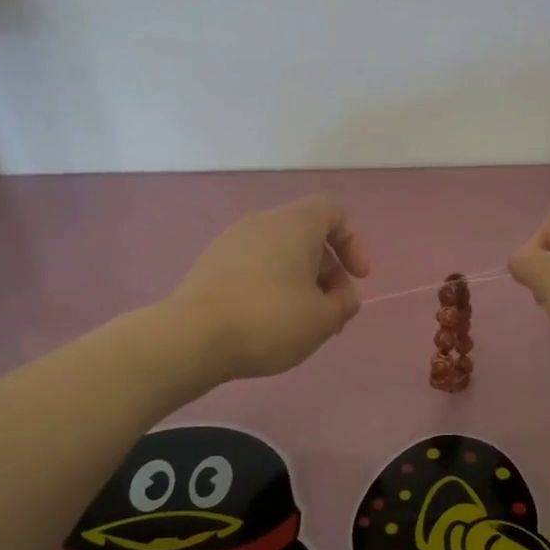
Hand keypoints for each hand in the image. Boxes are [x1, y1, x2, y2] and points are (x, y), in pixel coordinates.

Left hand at [167, 195, 370, 380]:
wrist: (192, 337)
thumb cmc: (269, 321)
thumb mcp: (323, 320)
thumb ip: (345, 304)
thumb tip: (343, 296)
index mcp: (295, 224)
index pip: (334, 212)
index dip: (354, 243)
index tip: (358, 278)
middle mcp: (262, 222)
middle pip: (307, 235)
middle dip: (329, 271)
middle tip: (333, 311)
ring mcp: (232, 241)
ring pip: (280, 252)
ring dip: (301, 282)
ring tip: (303, 322)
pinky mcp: (211, 264)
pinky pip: (255, 265)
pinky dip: (273, 286)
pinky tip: (270, 322)